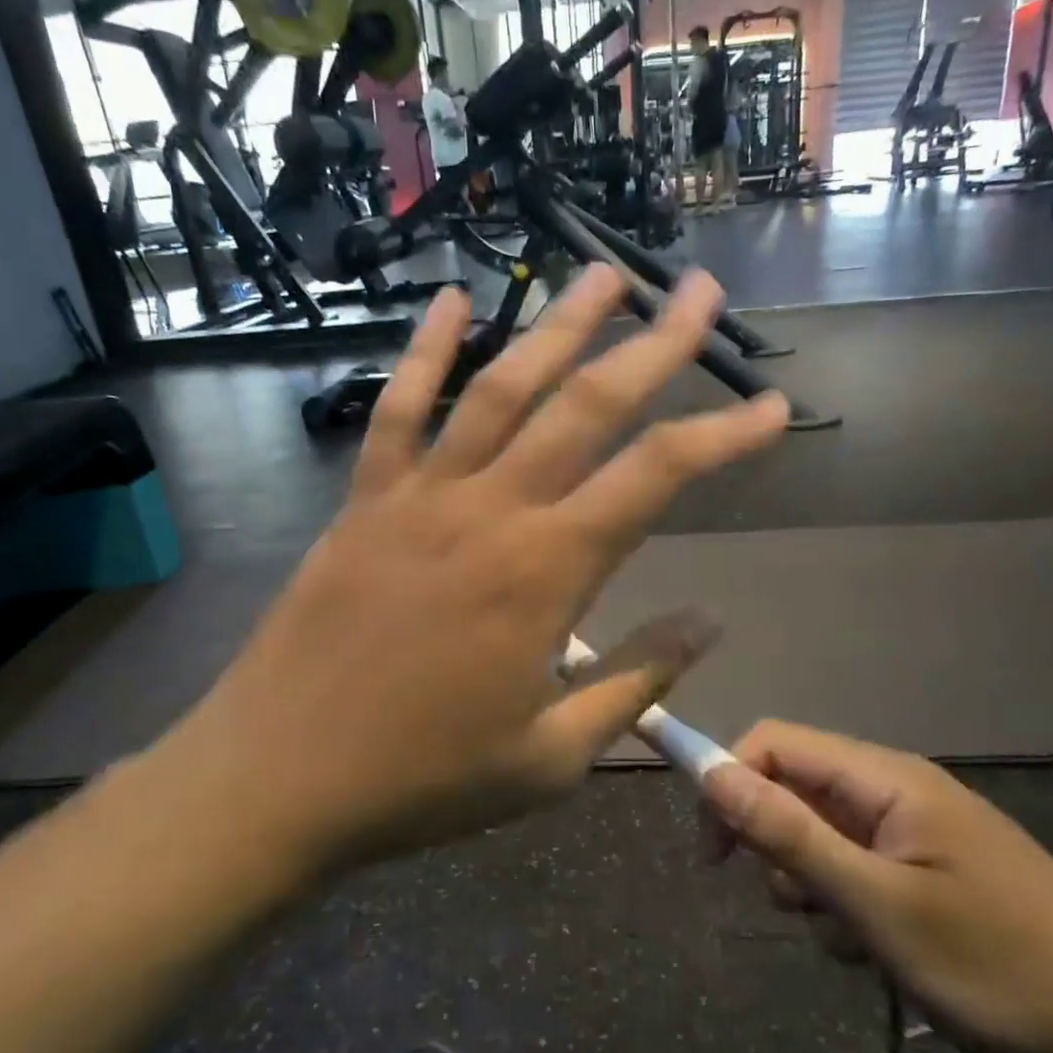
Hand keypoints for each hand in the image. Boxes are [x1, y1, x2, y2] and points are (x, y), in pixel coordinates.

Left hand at [158, 268, 788, 879]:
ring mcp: (420, 497)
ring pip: (501, 387)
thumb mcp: (552, 756)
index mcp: (546, 572)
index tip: (772, 407)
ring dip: (557, 325)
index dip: (724, 436)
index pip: (656, 478)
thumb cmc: (425, 779)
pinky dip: (424, 351)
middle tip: (697, 290)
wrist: (280, 780)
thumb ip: (636, 680)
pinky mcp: (364, 501)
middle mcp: (491, 511)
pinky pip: (397, 410)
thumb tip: (708, 620)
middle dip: (653, 344)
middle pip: (587, 406)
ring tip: (602, 272)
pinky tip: (453, 299)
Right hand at [699, 723, 1052, 1052]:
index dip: (728, 781)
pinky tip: (881, 951)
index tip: (713, 853)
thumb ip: (789, 834)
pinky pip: (860, 867)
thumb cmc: (999, 966)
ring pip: (823, 834)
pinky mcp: (933, 868)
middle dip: (777, 844)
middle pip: (797, 787)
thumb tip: (709, 772)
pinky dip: (850, 905)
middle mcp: (897, 788)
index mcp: (885, 777)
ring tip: (854, 940)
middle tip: (799, 906)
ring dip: (814, 884)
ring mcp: (918, 829)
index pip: (775, 743)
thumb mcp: (877, 905)